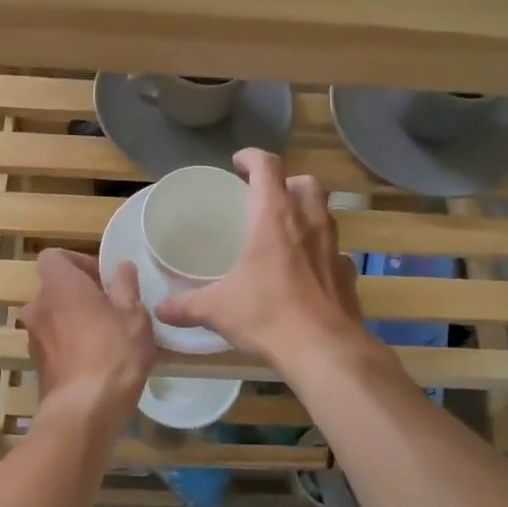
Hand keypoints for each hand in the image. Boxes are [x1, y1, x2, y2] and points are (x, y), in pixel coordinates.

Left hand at [20, 249, 155, 430]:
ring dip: (76, 321)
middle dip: (80, 294)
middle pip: (55, 289)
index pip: (54, 257)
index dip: (78, 262)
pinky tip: (99, 360)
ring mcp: (34, 338)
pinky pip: (55, 343)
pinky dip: (72, 344)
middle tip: (112, 308)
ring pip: (55, 318)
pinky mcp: (37, 365)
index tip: (103, 278)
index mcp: (59, 286)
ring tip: (108, 336)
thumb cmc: (113, 353)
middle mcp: (38, 307)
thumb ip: (126, 286)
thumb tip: (121, 267)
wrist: (85, 411)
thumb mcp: (134, 315)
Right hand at [157, 149, 366, 371]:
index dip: (252, 158)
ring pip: (325, 213)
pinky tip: (308, 271)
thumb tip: (160, 310)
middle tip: (267, 199)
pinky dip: (322, 253)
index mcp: (274, 217)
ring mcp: (333, 247)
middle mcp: (308, 223)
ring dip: (308, 213)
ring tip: (287, 232)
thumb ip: (186, 305)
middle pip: (306, 183)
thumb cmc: (266, 314)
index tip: (238, 163)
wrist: (322, 348)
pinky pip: (336, 252)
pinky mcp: (347, 274)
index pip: (267, 167)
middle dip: (287, 183)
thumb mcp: (217, 309)